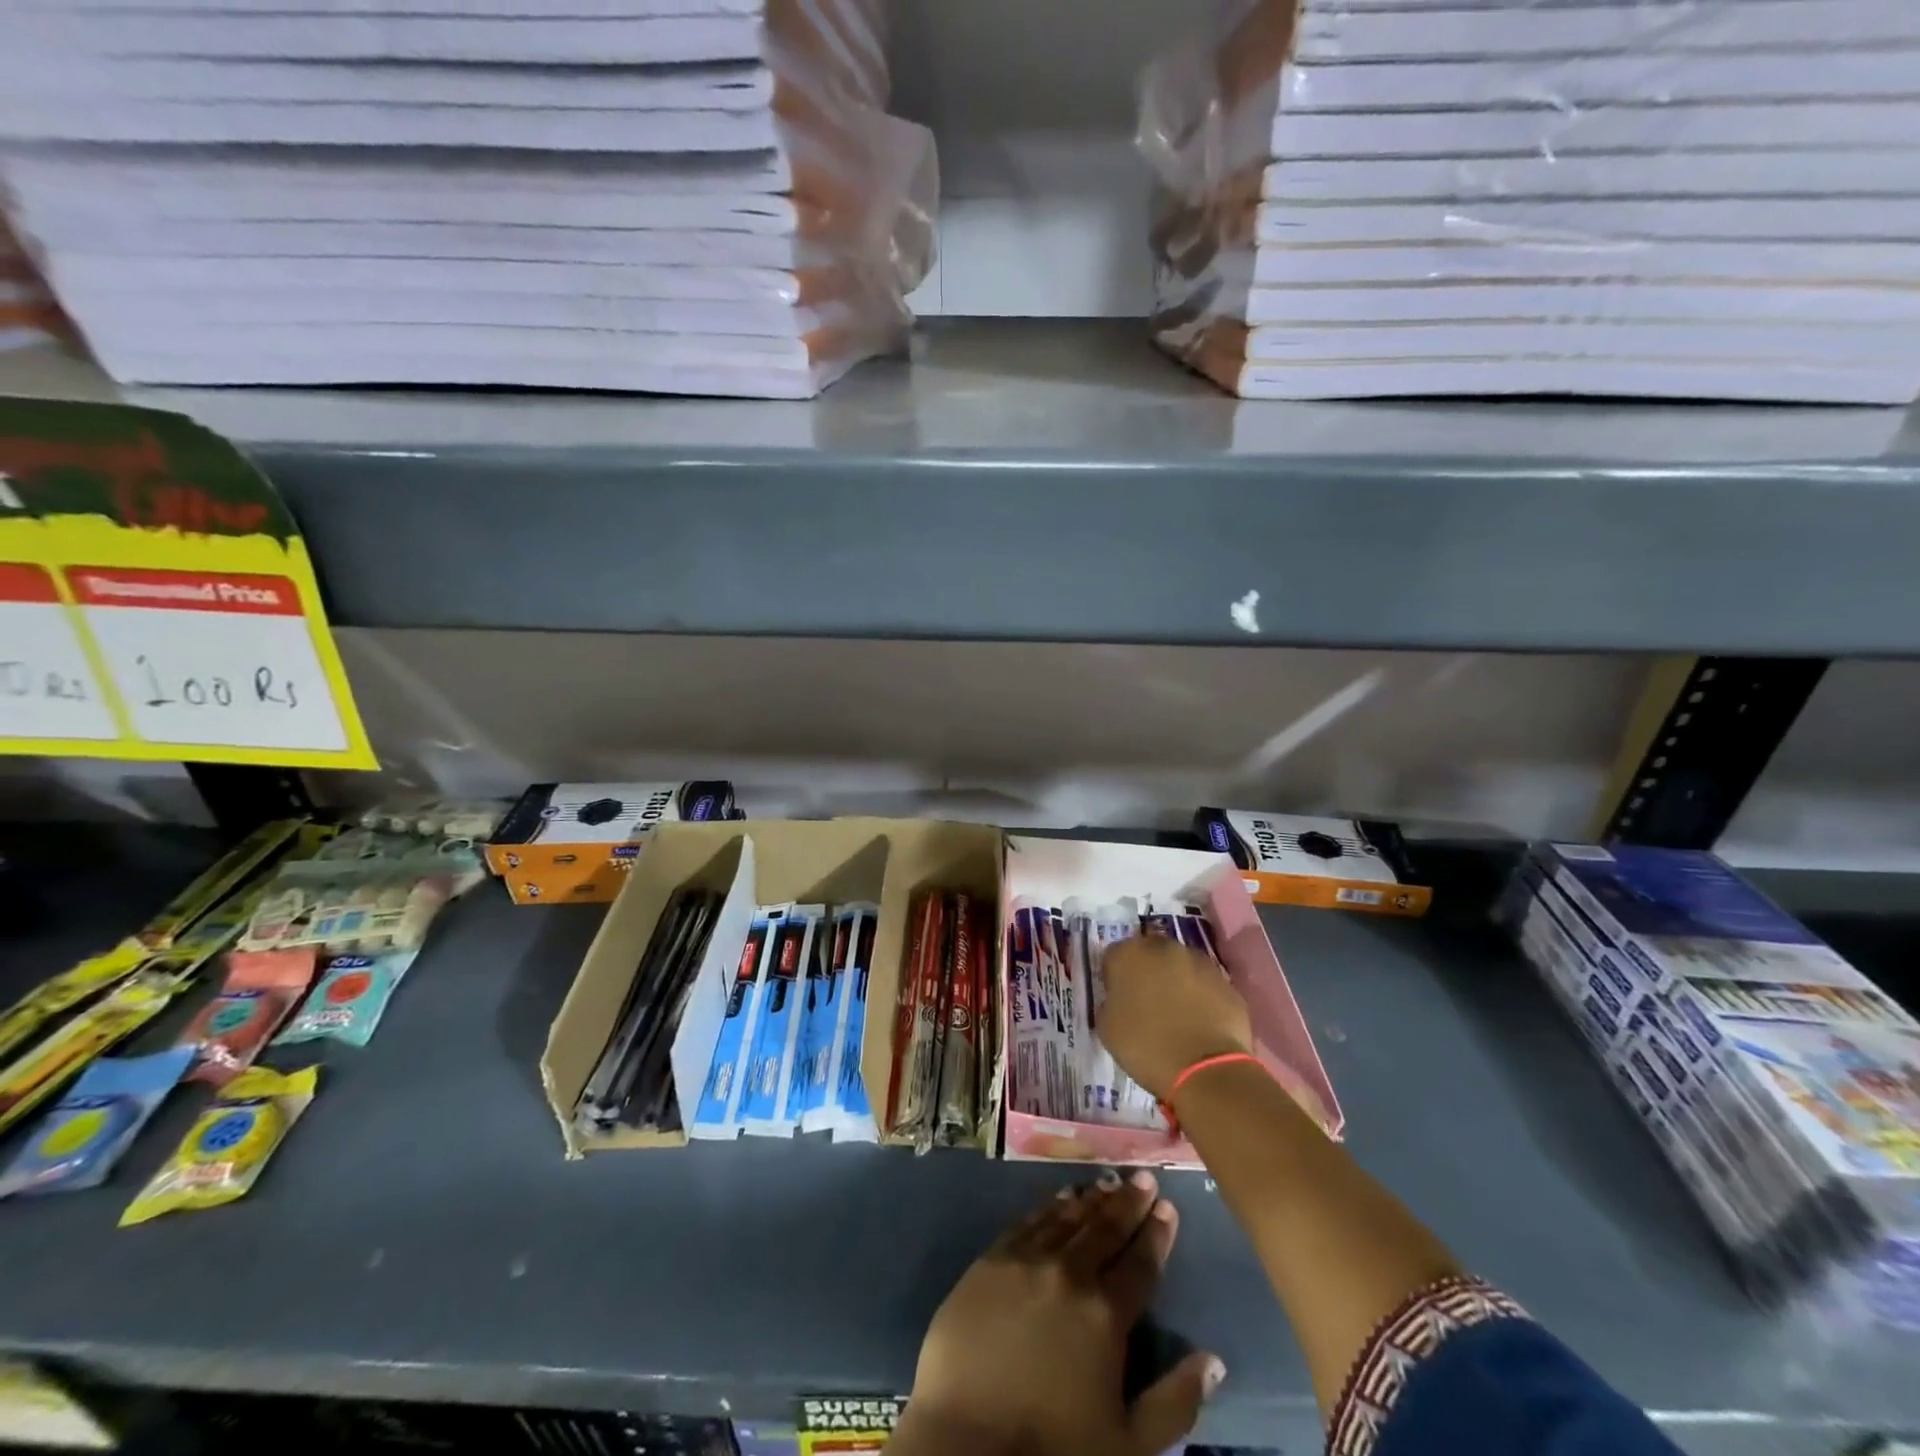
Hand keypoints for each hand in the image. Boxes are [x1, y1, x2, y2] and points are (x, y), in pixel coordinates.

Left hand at [899, 1172, 1223, 1455]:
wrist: (966, 1443)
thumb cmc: (1054, 1450)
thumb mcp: (1130, 1445)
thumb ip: (1175, 1401)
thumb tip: (1213, 1359)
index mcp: (1105, 1314)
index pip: (1139, 1264)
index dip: (1156, 1234)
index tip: (1168, 1207)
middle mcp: (1067, 1273)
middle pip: (1104, 1229)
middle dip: (1127, 1202)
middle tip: (1143, 1177)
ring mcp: (1025, 1261)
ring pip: (1065, 1218)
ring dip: (1090, 1199)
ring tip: (1107, 1182)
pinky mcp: (989, 1261)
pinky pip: (1026, 1222)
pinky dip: (1048, 1207)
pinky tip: (1059, 1198)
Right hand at [1098, 935, 1251, 1100]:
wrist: (1205, 1069)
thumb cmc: (1146, 1047)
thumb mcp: (1107, 1028)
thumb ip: (1109, 1002)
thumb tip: (1118, 1000)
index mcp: (1129, 954)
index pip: (1114, 957)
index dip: (1114, 978)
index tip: (1117, 999)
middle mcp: (1164, 948)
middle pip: (1149, 954)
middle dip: (1147, 973)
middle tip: (1147, 1004)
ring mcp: (1200, 962)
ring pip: (1180, 967)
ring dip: (1176, 982)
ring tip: (1177, 1015)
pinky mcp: (1226, 982)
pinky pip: (1205, 986)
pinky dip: (1201, 998)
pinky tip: (1200, 1024)